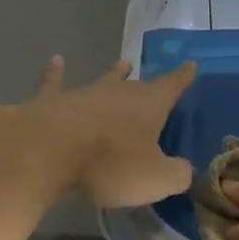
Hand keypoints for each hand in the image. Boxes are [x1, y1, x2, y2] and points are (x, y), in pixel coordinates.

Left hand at [0, 55, 197, 208]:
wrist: (48, 151)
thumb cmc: (109, 163)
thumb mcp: (155, 178)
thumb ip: (176, 174)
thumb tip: (183, 170)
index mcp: (149, 104)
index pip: (172, 86)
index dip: (183, 77)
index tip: (190, 64)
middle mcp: (118, 92)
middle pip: (136, 85)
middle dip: (145, 83)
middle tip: (149, 78)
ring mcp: (83, 94)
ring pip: (102, 81)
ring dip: (112, 74)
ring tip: (121, 64)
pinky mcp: (51, 102)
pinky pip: (54, 84)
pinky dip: (55, 73)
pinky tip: (55, 61)